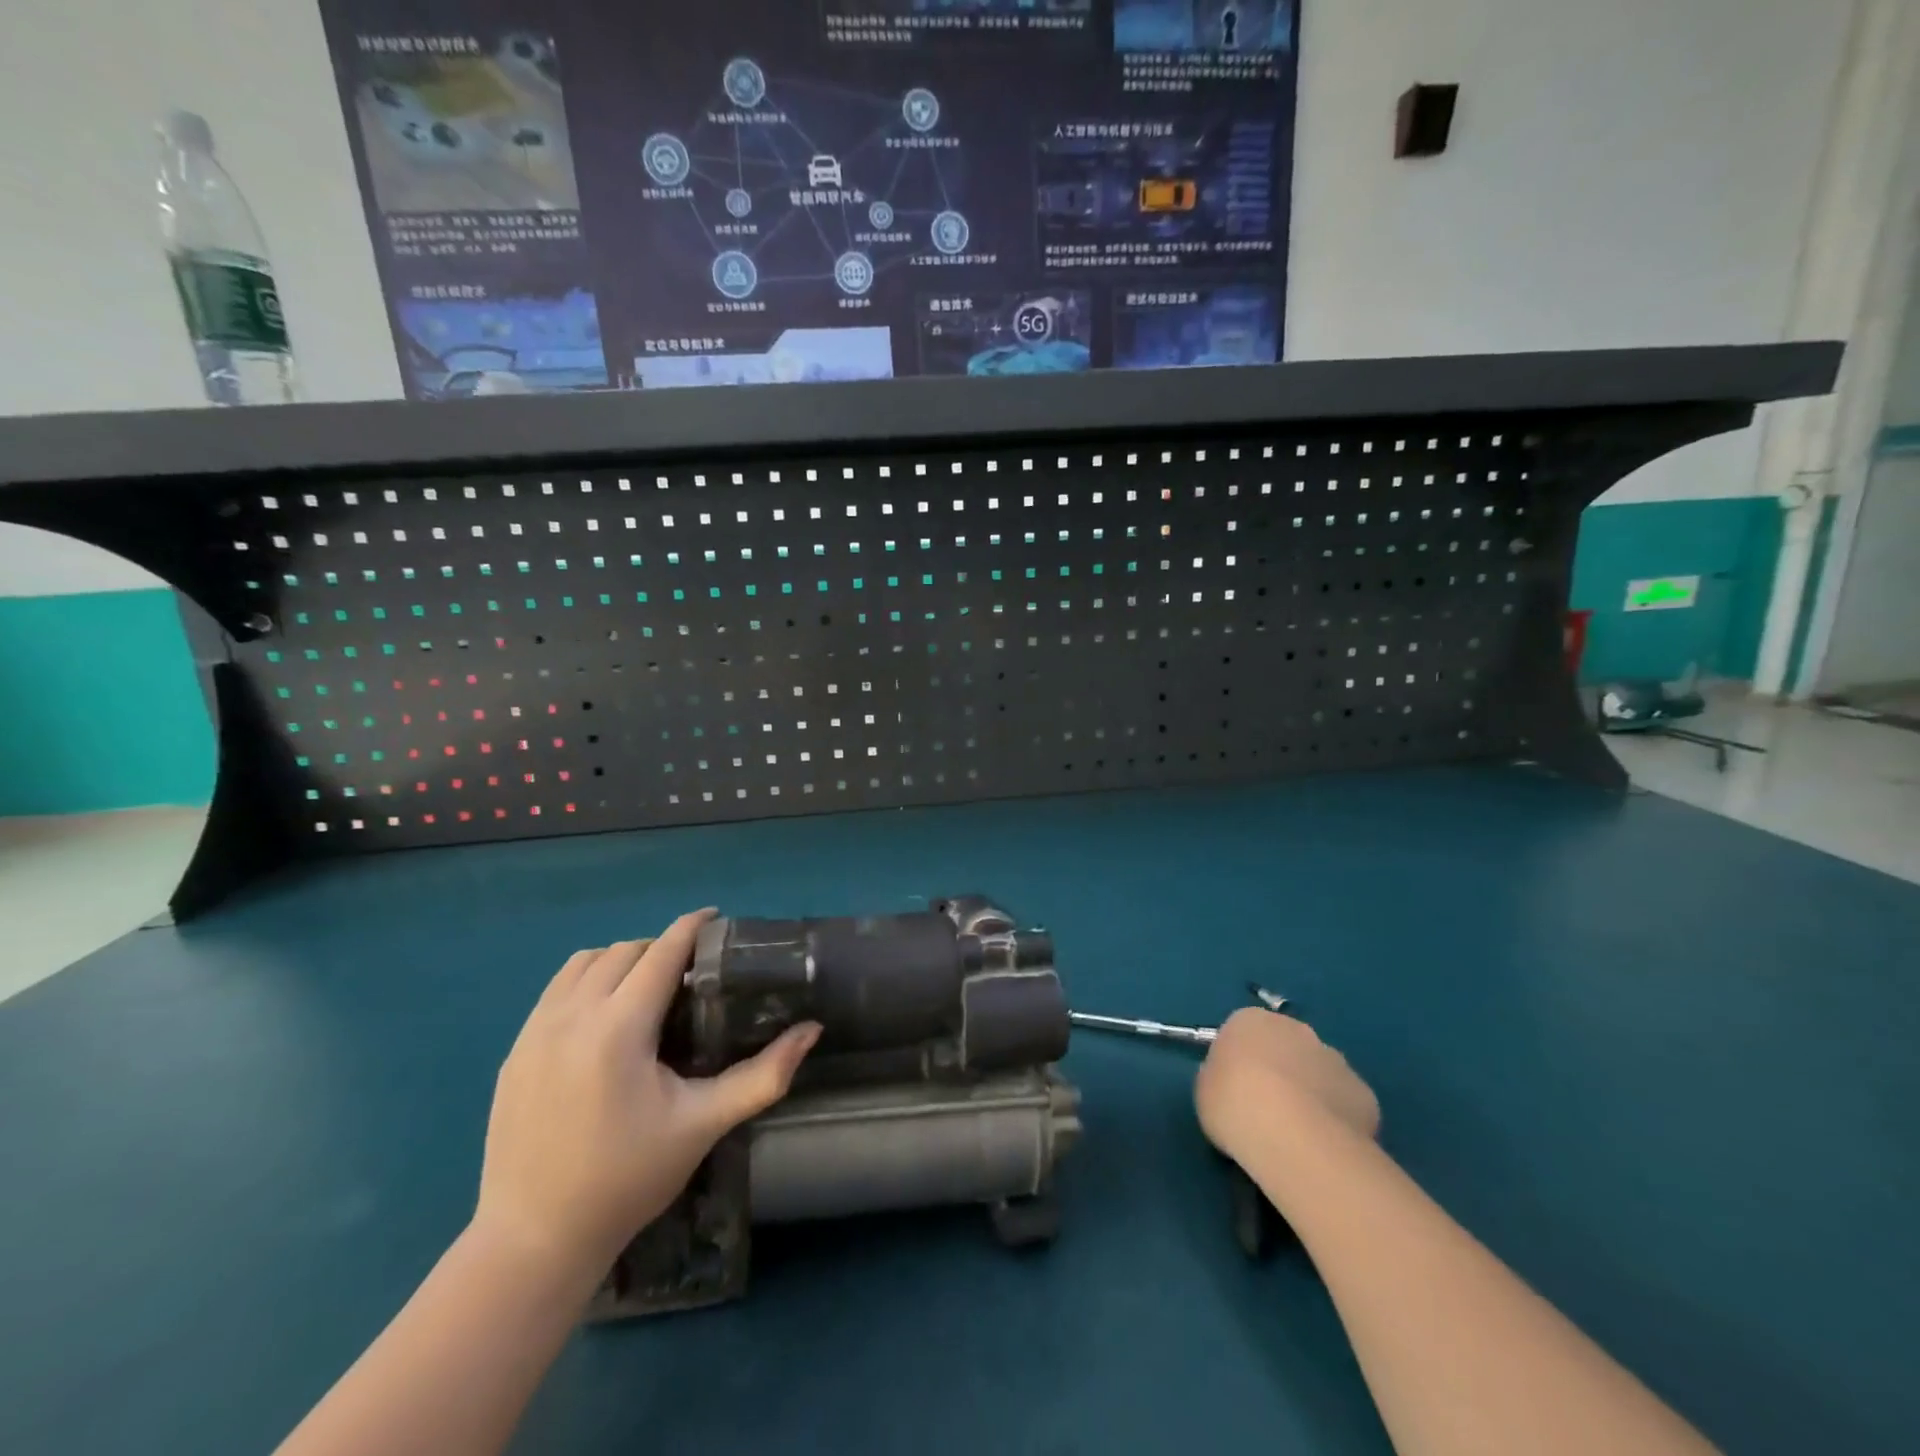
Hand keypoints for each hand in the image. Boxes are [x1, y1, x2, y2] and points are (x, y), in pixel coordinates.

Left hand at [473, 909, 820, 1281]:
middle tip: (693, 970)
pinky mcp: (515, 1050)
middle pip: (625, 950)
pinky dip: (588, 980)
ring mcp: (535, 1030)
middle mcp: (572, 1016)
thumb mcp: (703, 1125)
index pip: (661, 952)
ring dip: (622, 959)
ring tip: (649, 986)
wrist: (534, 1239)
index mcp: (619, 1029)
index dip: (692, 927)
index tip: (717, 919)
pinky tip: (606, 1014)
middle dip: (662, 947)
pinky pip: (557, 989)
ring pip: (585, 962)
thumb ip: (763, 1075)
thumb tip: (812, 1031)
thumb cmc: (627, 1179)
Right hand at [1194, 1008, 1380, 1168]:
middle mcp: (1296, 1029)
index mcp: (1250, 1020)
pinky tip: (1324, 1146)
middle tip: (1266, 1110)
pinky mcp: (1363, 1093)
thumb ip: (1219, 1078)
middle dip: (1279, 1071)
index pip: (1242, 1032)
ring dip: (1310, 1093)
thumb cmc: (1233, 1104)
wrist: (1291, 1136)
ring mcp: (1334, 1059)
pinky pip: (1344, 1103)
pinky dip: (1336, 1119)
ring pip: (1318, 1073)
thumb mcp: (1204, 1090)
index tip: (1234, 1090)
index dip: (1239, 1062)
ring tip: (1297, 1134)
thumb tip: (1234, 1084)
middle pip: (1285, 1047)